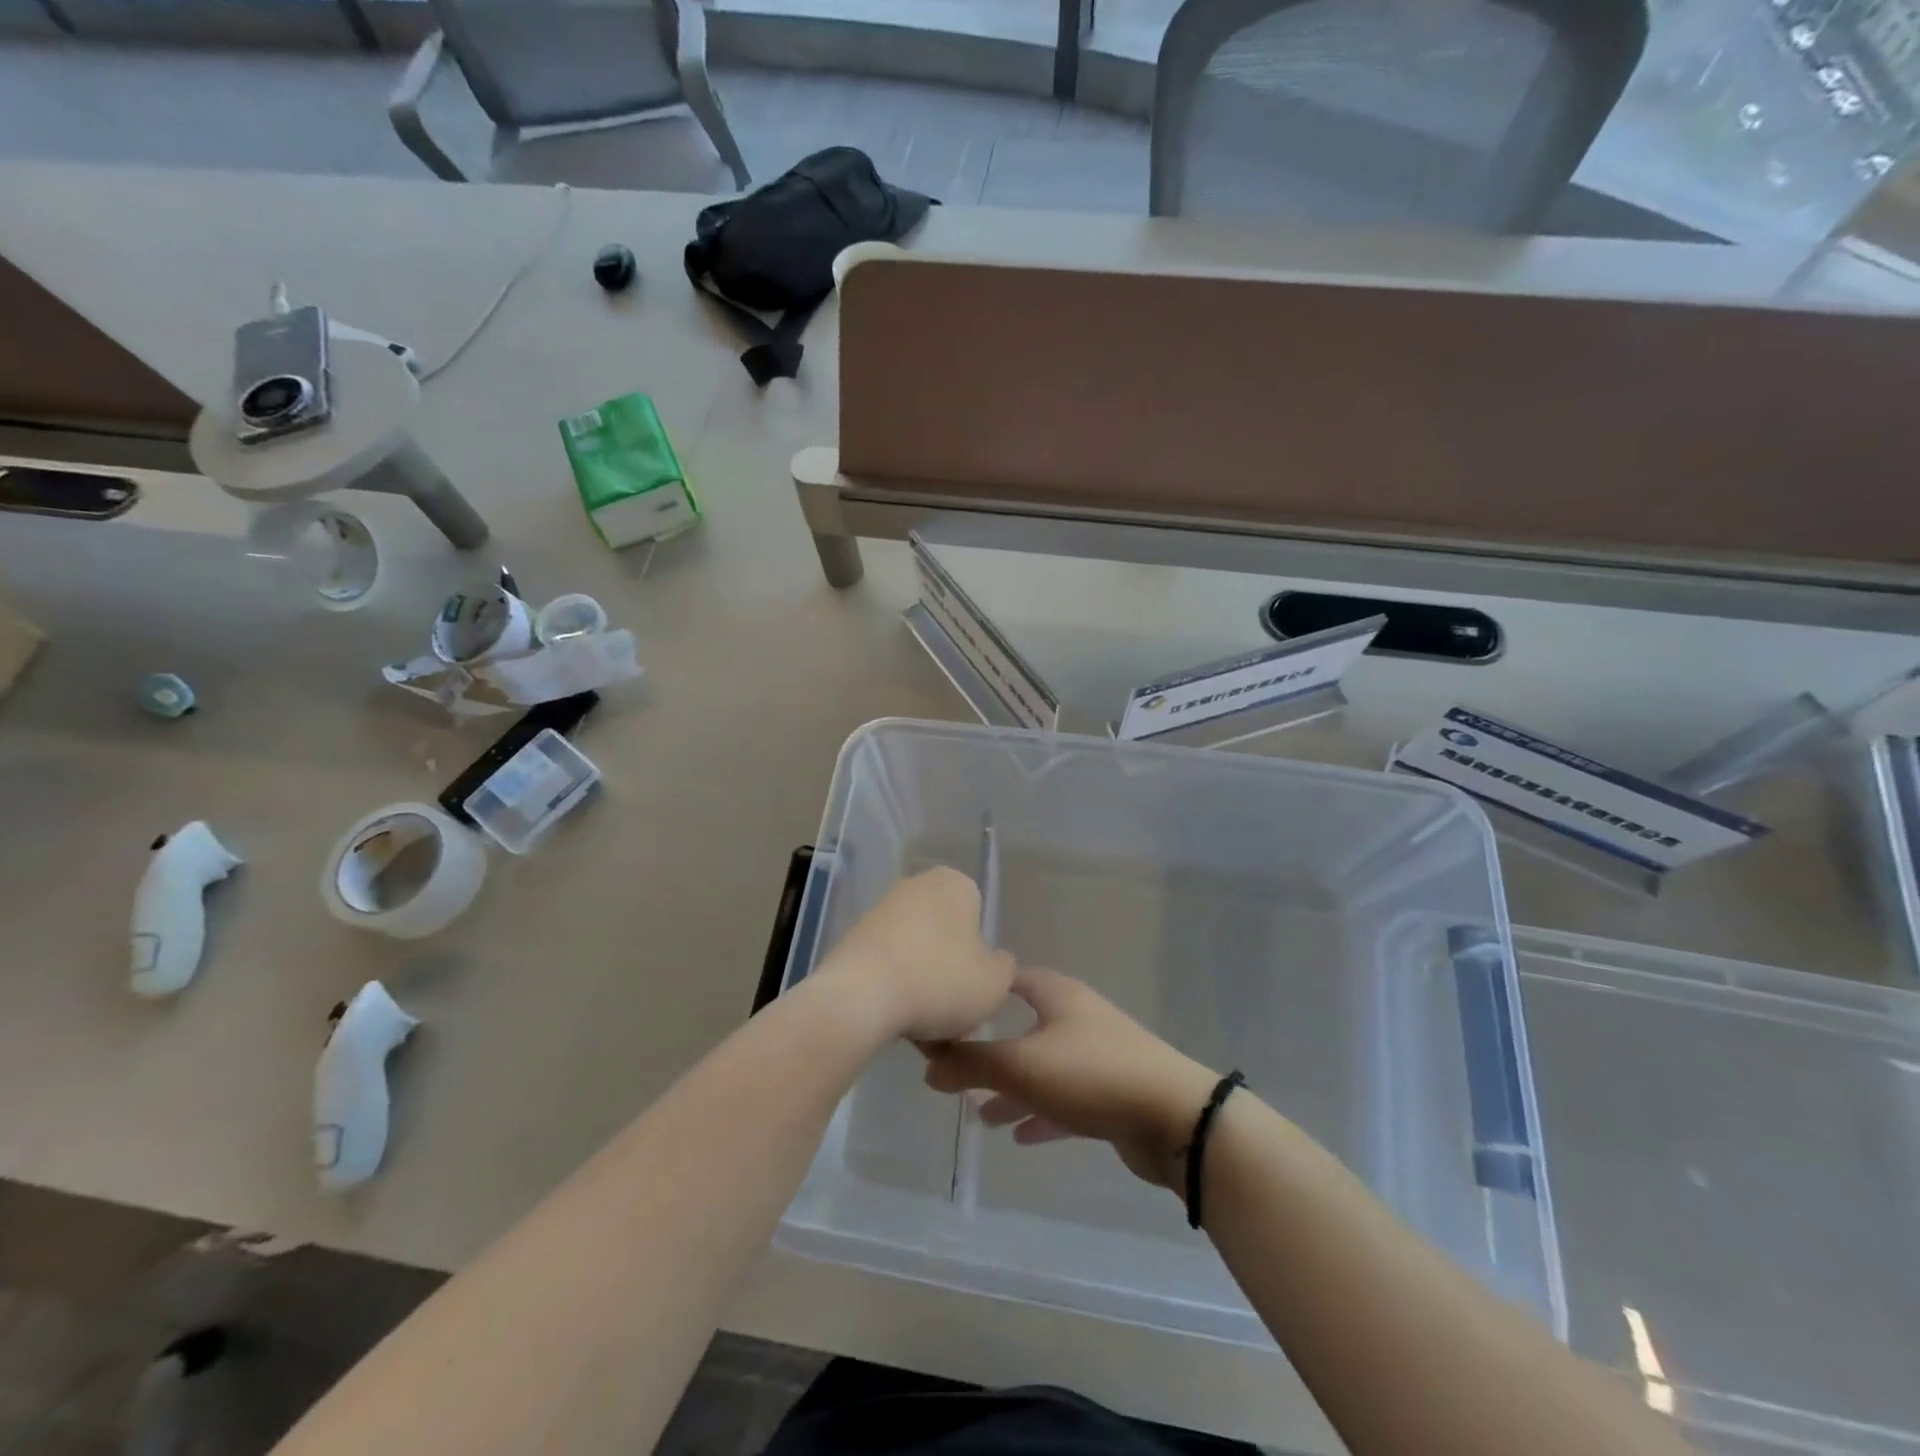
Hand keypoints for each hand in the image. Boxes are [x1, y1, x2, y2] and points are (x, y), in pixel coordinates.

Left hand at [815, 867, 1015, 1042]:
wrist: (860, 997)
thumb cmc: (940, 981)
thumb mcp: (996, 982)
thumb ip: (1005, 967)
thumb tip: (995, 960)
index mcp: (956, 883)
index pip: (979, 914)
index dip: (980, 955)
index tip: (974, 986)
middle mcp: (917, 884)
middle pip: (945, 931)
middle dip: (950, 966)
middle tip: (953, 1009)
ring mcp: (881, 908)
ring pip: (916, 949)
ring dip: (922, 980)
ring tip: (924, 1024)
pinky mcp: (853, 935)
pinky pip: (888, 962)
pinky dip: (894, 985)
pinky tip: (896, 1018)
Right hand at [921, 967, 1218, 1187]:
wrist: (1173, 1116)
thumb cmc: (1091, 1074)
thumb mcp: (1021, 1065)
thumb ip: (970, 1062)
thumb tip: (927, 1061)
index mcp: (1056, 995)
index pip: (1009, 978)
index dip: (978, 990)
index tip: (948, 1009)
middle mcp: (1076, 1017)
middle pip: (1024, 1026)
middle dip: (990, 1049)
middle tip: (955, 1071)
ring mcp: (1097, 1055)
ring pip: (1042, 1068)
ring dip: (1012, 1089)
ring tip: (978, 1115)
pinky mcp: (1111, 1094)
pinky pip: (1065, 1099)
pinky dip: (1040, 1113)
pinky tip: (1018, 1134)